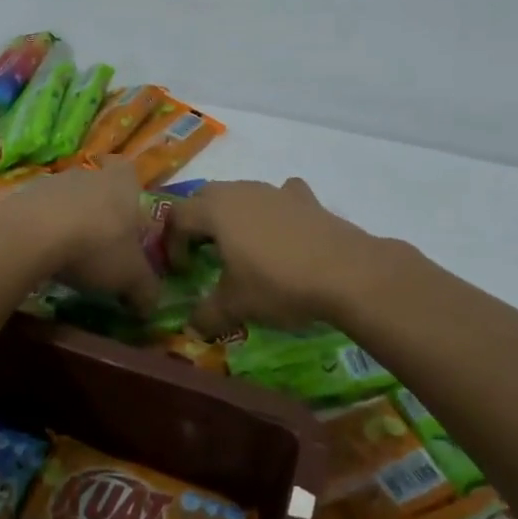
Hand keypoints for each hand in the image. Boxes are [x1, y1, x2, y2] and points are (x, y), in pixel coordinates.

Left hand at [0, 159, 161, 315]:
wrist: (32, 235)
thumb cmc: (96, 246)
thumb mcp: (131, 277)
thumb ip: (146, 290)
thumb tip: (150, 306)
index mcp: (123, 184)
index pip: (131, 175)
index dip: (131, 193)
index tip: (128, 219)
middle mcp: (90, 175)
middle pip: (99, 188)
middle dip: (101, 213)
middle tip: (102, 246)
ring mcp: (54, 182)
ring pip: (69, 199)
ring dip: (71, 221)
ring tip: (70, 255)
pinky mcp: (24, 195)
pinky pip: (42, 211)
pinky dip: (45, 229)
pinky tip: (44, 254)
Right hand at [166, 178, 370, 338]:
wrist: (346, 272)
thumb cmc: (278, 284)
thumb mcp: (236, 305)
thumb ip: (207, 315)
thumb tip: (191, 328)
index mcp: (214, 210)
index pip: (177, 217)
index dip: (171, 243)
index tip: (183, 271)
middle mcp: (240, 191)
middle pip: (204, 197)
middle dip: (197, 223)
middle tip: (202, 253)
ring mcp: (274, 191)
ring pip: (240, 193)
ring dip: (231, 215)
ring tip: (240, 246)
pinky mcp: (304, 198)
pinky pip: (278, 197)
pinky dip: (271, 210)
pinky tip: (281, 231)